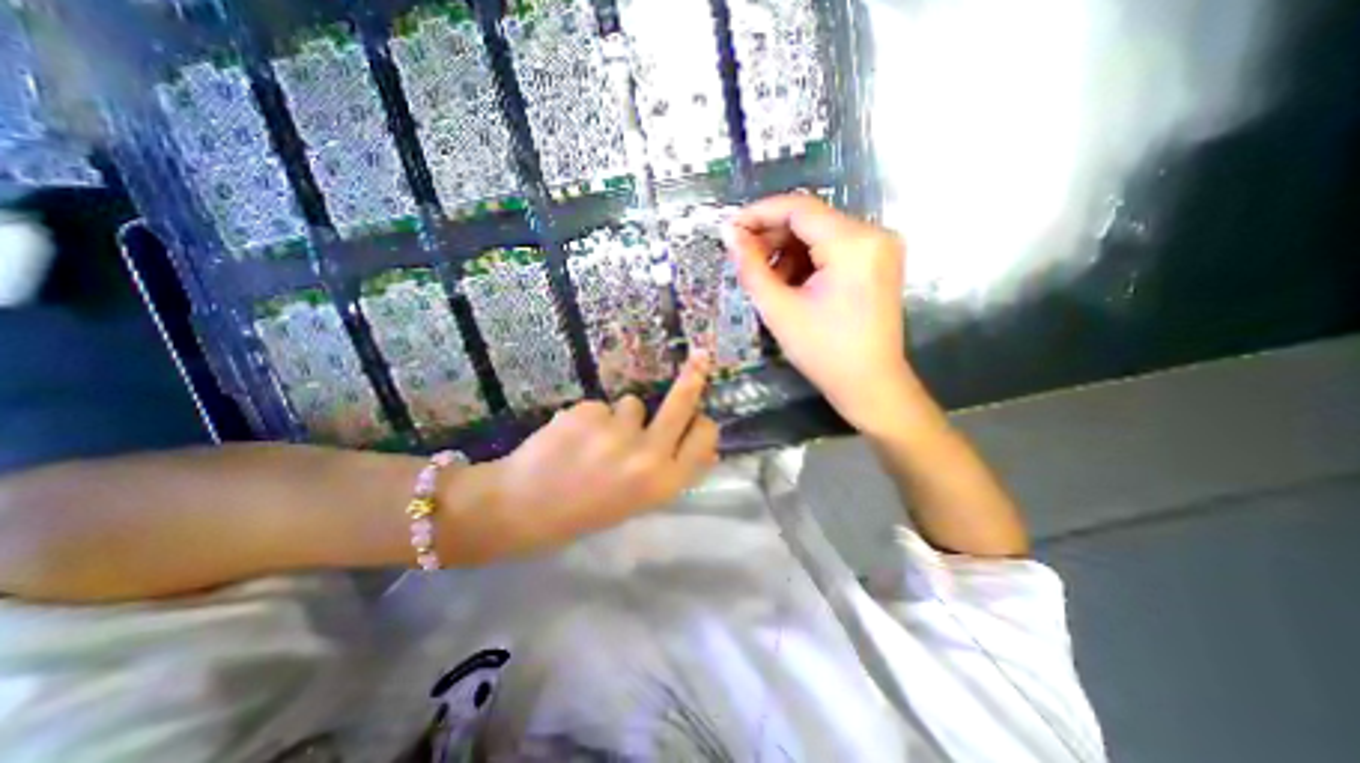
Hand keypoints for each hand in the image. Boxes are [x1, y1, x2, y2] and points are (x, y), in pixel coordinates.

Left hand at [450, 356, 722, 561]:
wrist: (521, 508)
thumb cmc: (585, 511)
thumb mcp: (638, 502)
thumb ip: (670, 472)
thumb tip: (706, 448)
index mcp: (662, 483)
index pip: (704, 439)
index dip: (703, 426)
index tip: (700, 417)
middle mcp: (647, 455)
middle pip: (681, 404)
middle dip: (693, 377)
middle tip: (700, 355)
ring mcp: (616, 432)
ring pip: (632, 404)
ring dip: (619, 418)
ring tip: (593, 443)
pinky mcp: (588, 412)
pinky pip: (600, 406)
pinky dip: (590, 418)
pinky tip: (571, 439)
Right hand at [729, 193, 917, 435]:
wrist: (870, 385)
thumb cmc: (823, 352)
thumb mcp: (779, 309)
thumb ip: (751, 267)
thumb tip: (729, 234)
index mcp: (853, 243)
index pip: (799, 208)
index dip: (759, 214)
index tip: (730, 229)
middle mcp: (873, 234)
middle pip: (811, 220)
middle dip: (772, 236)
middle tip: (742, 258)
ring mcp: (880, 248)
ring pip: (820, 234)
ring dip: (787, 251)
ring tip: (765, 278)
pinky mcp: (878, 263)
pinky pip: (834, 249)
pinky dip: (807, 261)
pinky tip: (789, 284)